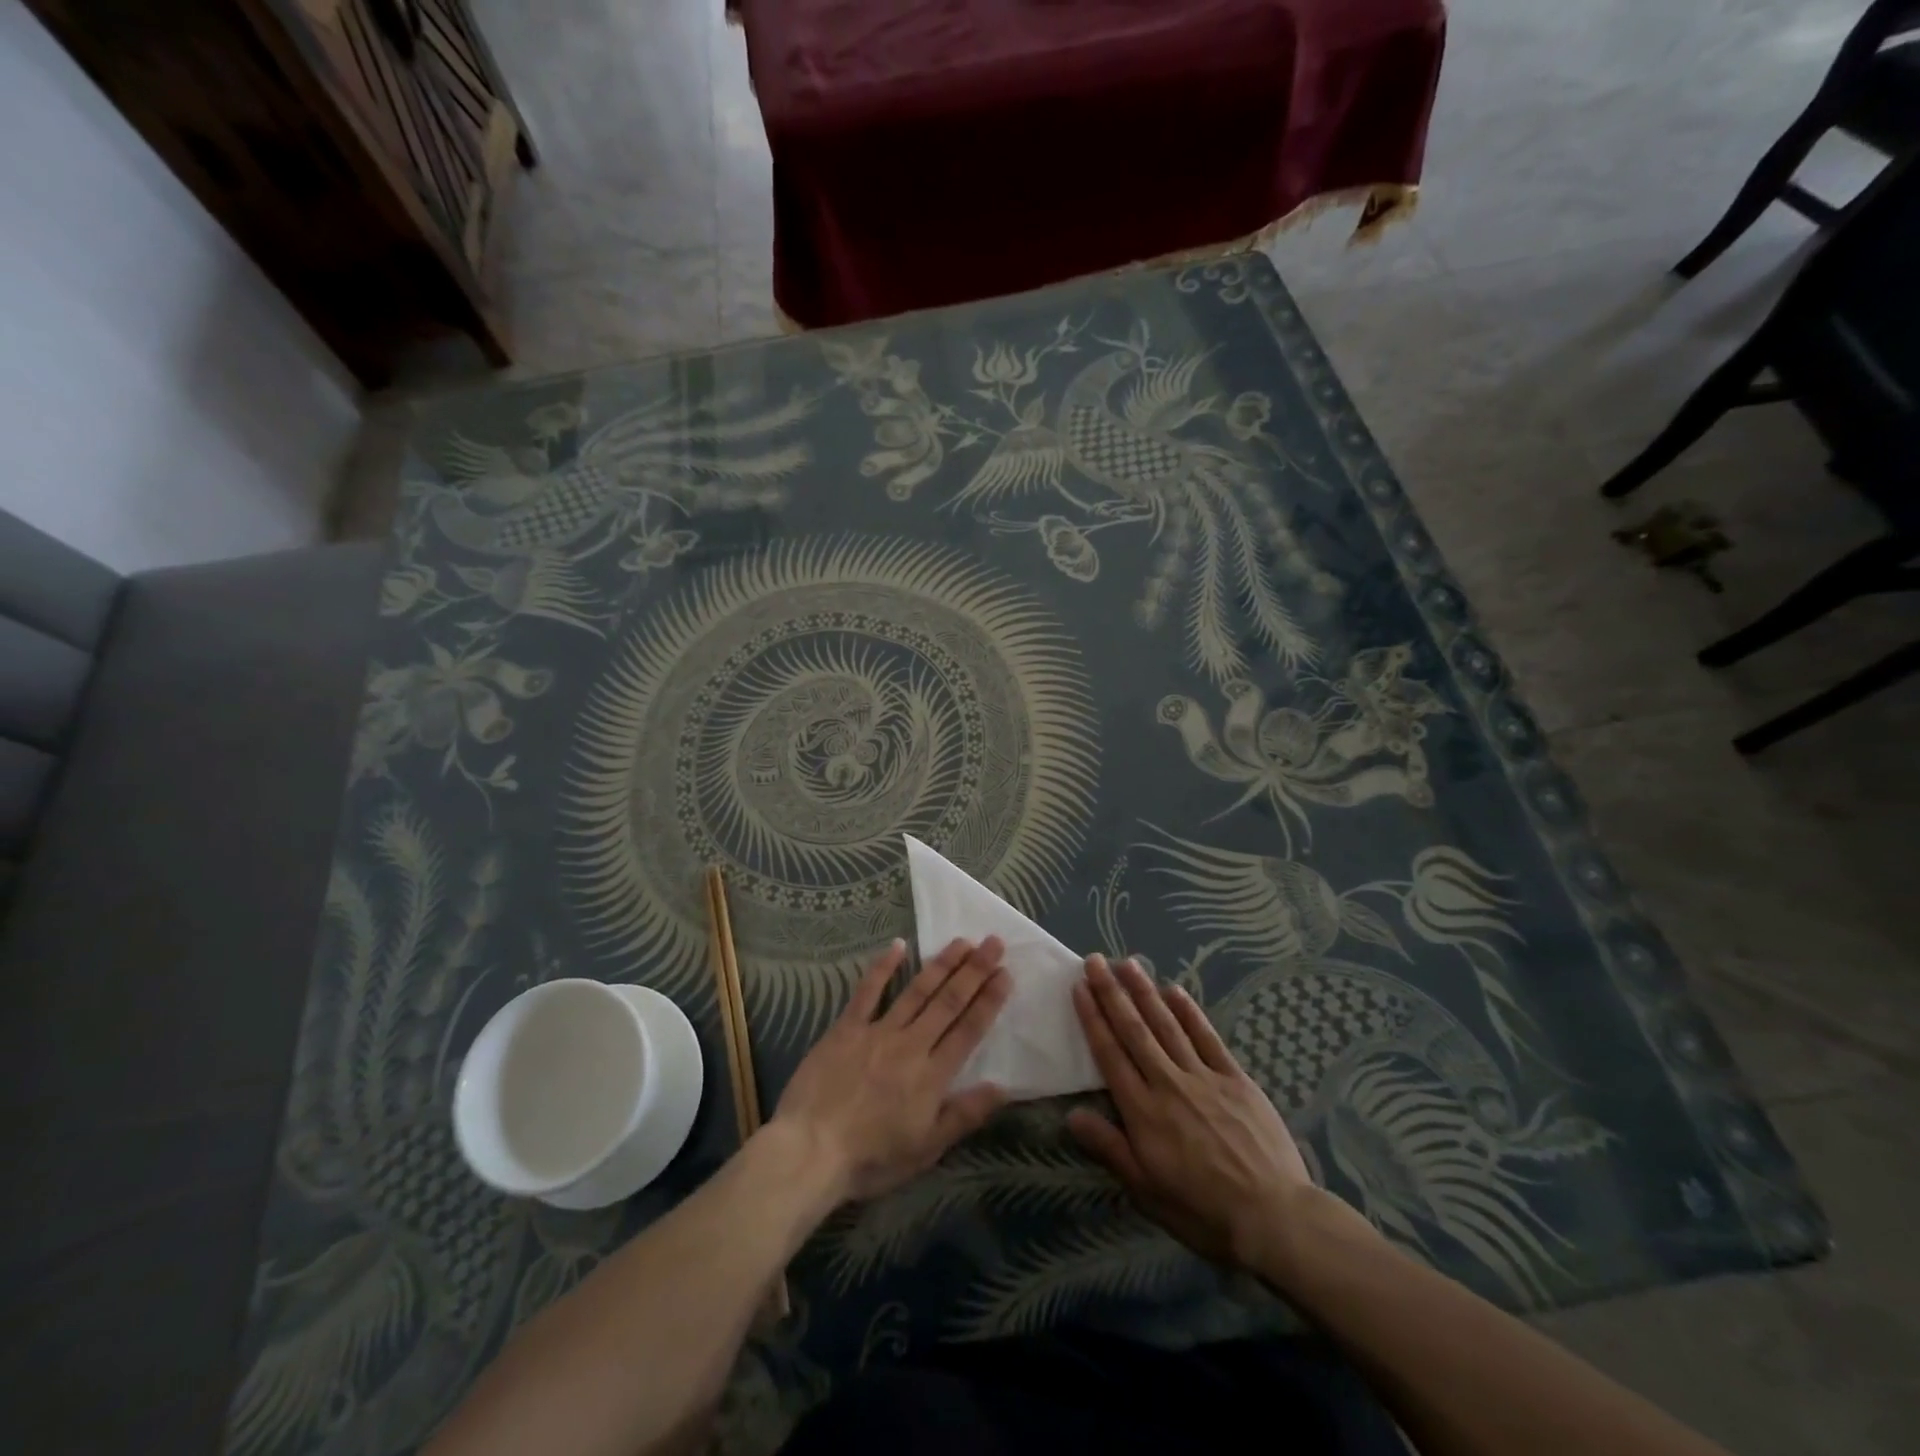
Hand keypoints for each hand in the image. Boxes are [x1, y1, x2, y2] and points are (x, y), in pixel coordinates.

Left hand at [772, 937, 1010, 1202]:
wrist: (810, 1151)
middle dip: (974, 971)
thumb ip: (965, 1114)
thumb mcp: (926, 1149)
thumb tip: (1004, 1087)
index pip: (969, 1029)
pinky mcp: (847, 1027)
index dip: (989, 1000)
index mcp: (933, 1075)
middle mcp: (911, 1045)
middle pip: (948, 1002)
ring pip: (917, 991)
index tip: (1006, 973)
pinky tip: (898, 945)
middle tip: (994, 943)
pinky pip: (868, 991)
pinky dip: (883, 967)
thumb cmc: (871, 1158)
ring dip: (942, 964)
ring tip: (962, 941)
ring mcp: (878, 1031)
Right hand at [1067, 955, 1314, 1268]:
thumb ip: (1109, 1148)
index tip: (1079, 987)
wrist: (1274, 1218)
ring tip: (1128, 963)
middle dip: (1112, 993)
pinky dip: (1189, 1012)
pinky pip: (1207, 1037)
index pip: (1110, 1054)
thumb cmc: (1202, 1211)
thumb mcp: (1146, 1190)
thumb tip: (1070, 1115)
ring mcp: (1204, 1077)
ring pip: (1167, 1025)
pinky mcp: (1235, 1079)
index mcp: (1143, 1111)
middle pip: (1134, 1030)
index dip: (1093, 1018)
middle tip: (1095, 960)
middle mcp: (1168, 1083)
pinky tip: (1175, 990)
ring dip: (1145, 991)